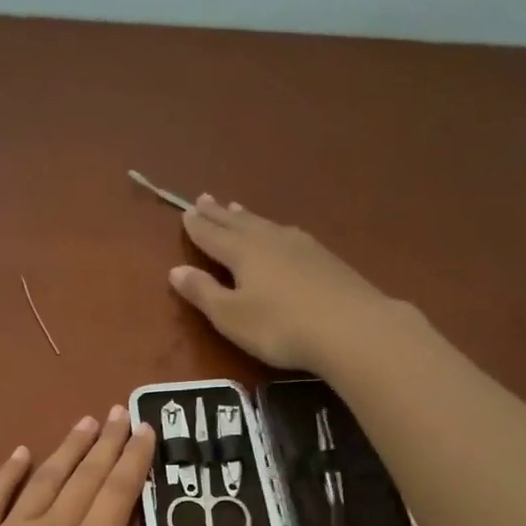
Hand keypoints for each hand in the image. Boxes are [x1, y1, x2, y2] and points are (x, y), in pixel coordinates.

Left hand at [0, 408, 217, 525]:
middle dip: (106, 443)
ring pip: (44, 481)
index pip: (119, 494)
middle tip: (120, 410)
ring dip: (66, 450)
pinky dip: (7, 474)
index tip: (146, 427)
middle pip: (84, 478)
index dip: (135, 459)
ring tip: (85, 422)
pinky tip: (19, 454)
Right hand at [172, 195, 401, 372]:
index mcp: (242, 253)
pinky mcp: (324, 258)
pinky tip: (280, 233)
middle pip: (239, 223)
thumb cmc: (279, 327)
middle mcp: (269, 240)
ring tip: (236, 207)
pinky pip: (287, 234)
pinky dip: (273, 229)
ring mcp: (301, 246)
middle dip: (219, 213)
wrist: (350, 327)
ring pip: (265, 225)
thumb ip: (203, 292)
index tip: (186, 213)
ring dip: (247, 216)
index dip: (197, 227)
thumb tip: (175, 270)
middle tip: (204, 198)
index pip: (213, 235)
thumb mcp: (231, 317)